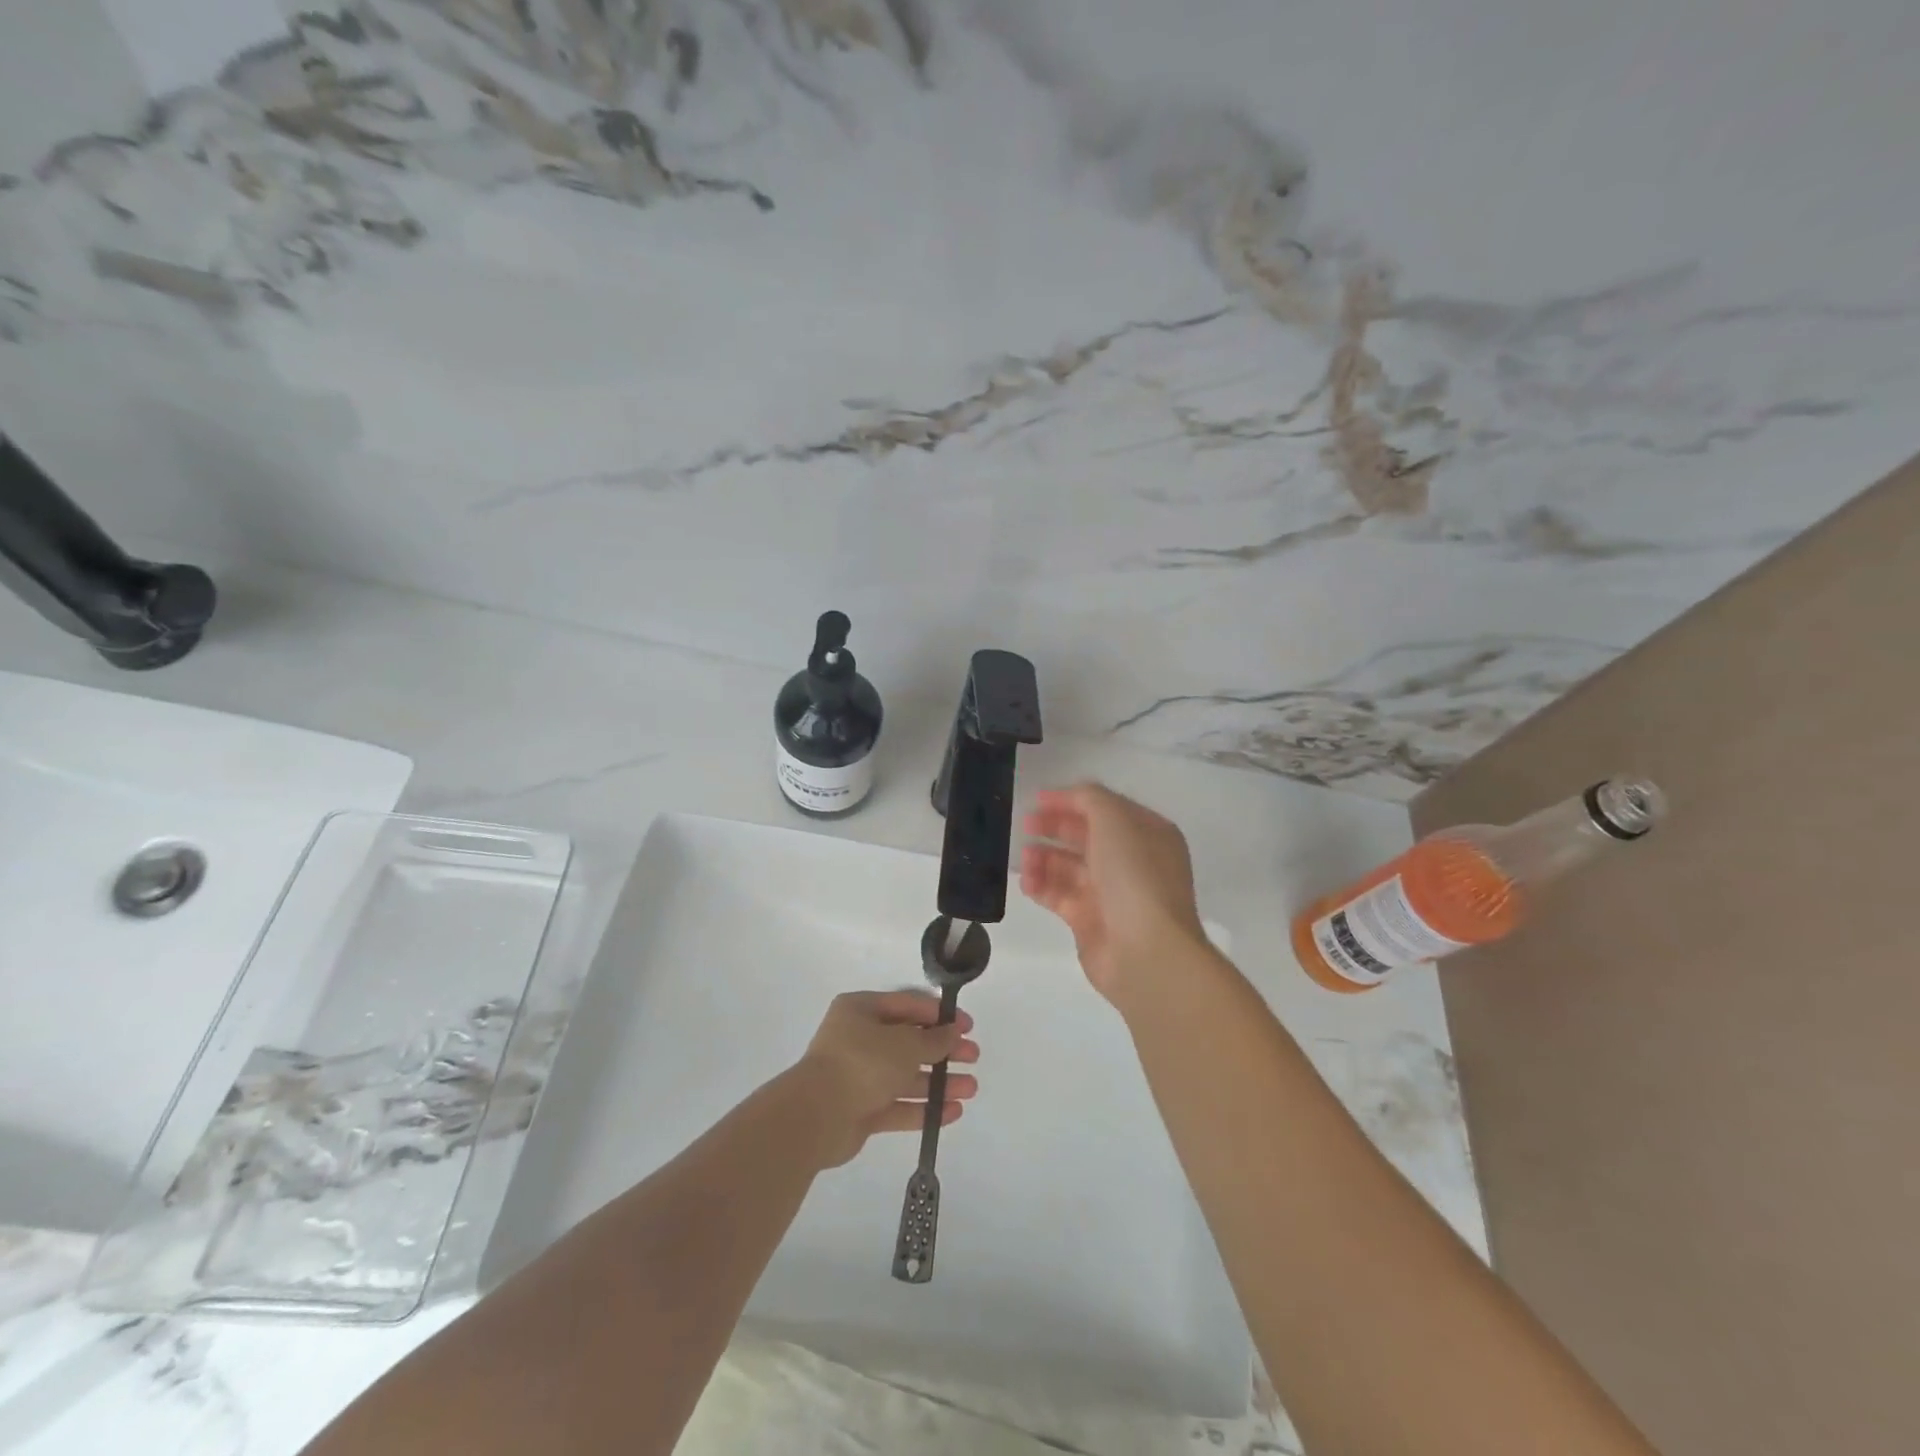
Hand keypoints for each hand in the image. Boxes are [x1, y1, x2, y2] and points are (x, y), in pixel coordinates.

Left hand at [789, 991, 979, 1168]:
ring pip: (905, 1075)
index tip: (968, 1026)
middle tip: (973, 1057)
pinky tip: (953, 1112)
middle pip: (908, 1041)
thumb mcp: (905, 1044)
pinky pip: (897, 1105)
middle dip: (943, 1050)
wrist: (816, 1117)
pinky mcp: (861, 1110)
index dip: (939, 1015)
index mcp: (861, 1010)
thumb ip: (933, 1040)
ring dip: (938, 1082)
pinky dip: (923, 1107)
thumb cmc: (862, 1063)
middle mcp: (858, 1039)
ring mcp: (859, 1076)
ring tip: (971, 1089)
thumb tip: (953, 1032)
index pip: (907, 1005)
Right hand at [1020, 782, 1207, 1002]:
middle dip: (1054, 827)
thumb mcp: (1115, 819)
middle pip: (1085, 836)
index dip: (1071, 800)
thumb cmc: (1134, 875)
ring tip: (1024, 858)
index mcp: (1147, 833)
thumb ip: (1089, 799)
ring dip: (1044, 858)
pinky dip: (1042, 887)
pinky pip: (1060, 896)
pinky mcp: (1091, 921)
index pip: (1105, 808)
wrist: (1145, 950)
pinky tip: (1027, 882)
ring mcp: (1112, 893)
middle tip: (1025, 824)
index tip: (1037, 799)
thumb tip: (1068, 798)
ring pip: (1069, 867)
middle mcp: (1132, 861)